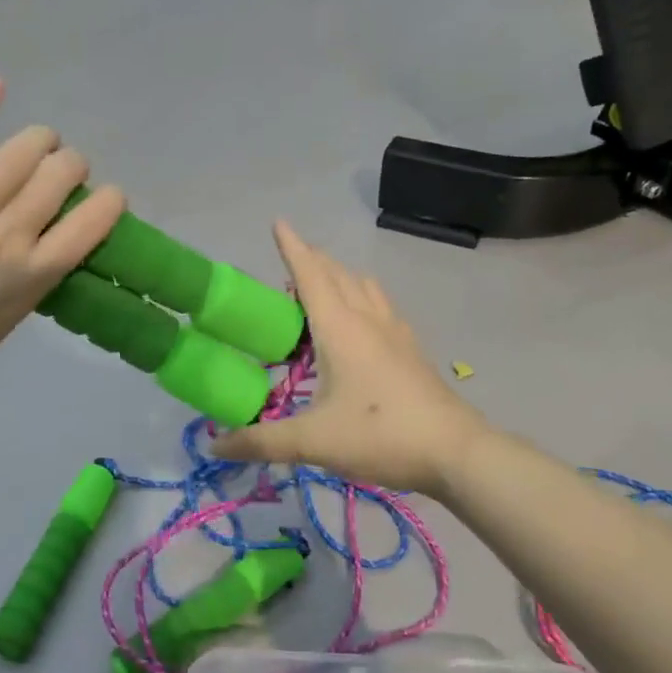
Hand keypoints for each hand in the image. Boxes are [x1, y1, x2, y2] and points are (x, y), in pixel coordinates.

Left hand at [0, 80, 124, 405]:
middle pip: (58, 175)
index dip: (111, 200)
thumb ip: (36, 275)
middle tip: (64, 173)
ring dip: (41, 141)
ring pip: (16, 156)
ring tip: (42, 143)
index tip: (106, 199)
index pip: (94, 220)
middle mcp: (6, 238)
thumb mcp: (11, 320)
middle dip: (73, 165)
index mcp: (34, 276)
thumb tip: (53, 236)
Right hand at [213, 222, 487, 496]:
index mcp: (340, 328)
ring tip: (320, 286)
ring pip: (363, 286)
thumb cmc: (380, 435)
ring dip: (339, 275)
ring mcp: (394, 332)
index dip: (292, 247)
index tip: (278, 221)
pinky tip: (361, 321)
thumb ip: (262, 442)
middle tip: (288, 261)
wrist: (456, 451)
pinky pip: (380, 305)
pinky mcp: (410, 349)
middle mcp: (367, 319)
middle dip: (312, 259)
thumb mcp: (313, 441)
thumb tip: (216, 447)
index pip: (310, 275)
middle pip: (337, 273)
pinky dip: (361, 296)